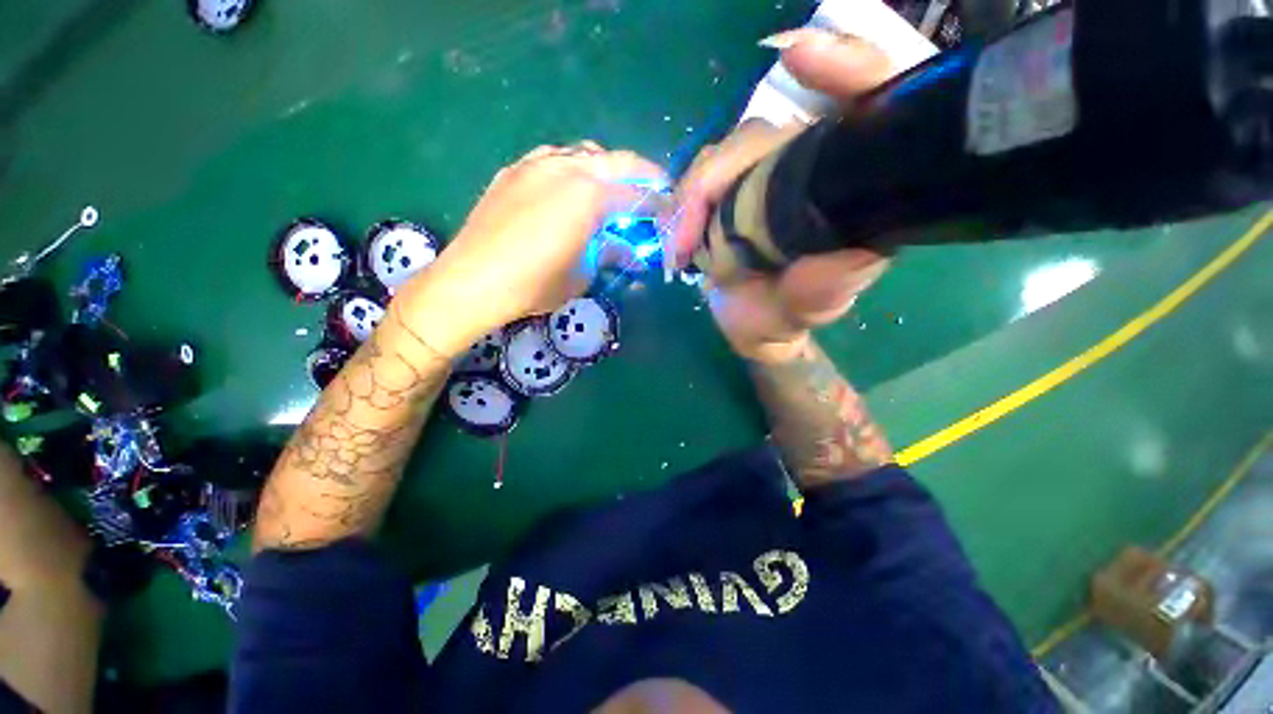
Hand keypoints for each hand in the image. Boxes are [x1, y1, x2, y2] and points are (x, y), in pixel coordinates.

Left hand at [408, 143, 665, 355]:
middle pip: (618, 161)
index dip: (659, 205)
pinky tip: (571, 189)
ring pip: (585, 153)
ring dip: (607, 168)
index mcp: (589, 196)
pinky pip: (554, 158)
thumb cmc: (535, 284)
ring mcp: (537, 163)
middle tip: (654, 191)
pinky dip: (574, 168)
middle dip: (643, 174)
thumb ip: (611, 253)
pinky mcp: (515, 170)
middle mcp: (567, 168)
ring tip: (613, 190)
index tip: (670, 213)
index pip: (637, 196)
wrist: (472, 280)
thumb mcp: (583, 274)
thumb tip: (632, 253)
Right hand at [666, 31, 898, 362]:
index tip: (800, 56)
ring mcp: (760, 176)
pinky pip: (696, 180)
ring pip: (721, 156)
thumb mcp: (807, 311)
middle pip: (760, 134)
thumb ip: (824, 290)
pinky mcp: (726, 192)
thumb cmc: (785, 317)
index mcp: (849, 187)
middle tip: (685, 242)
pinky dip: (678, 207)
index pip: (867, 103)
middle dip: (714, 177)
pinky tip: (674, 240)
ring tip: (678, 249)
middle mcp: (806, 168)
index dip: (846, 70)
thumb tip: (841, 255)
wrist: (750, 324)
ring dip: (688, 198)